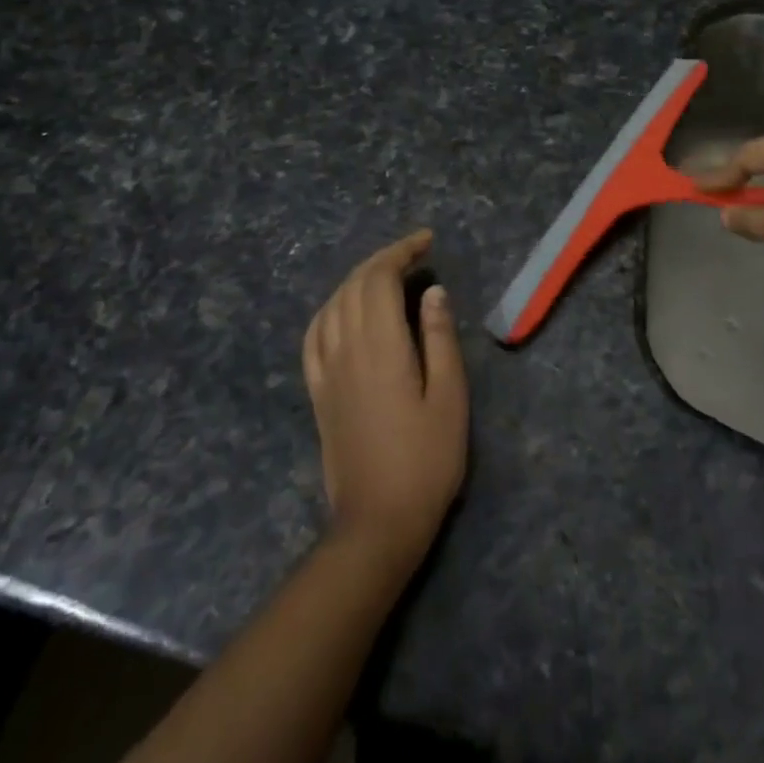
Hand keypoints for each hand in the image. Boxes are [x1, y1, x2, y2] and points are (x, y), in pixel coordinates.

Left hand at [302, 230, 468, 573]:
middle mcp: (346, 349)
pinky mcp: (317, 392)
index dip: (401, 251)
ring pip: (332, 304)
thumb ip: (439, 338)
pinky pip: (314, 335)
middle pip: (354, 285)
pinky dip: (330, 309)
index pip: (380, 279)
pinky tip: (343, 310)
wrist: (378, 521)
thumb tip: (432, 291)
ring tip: (386, 274)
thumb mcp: (449, 397)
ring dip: (357, 279)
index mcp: (380, 347)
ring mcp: (326, 371)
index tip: (426, 241)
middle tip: (415, 252)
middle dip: (383, 259)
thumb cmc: (426, 460)